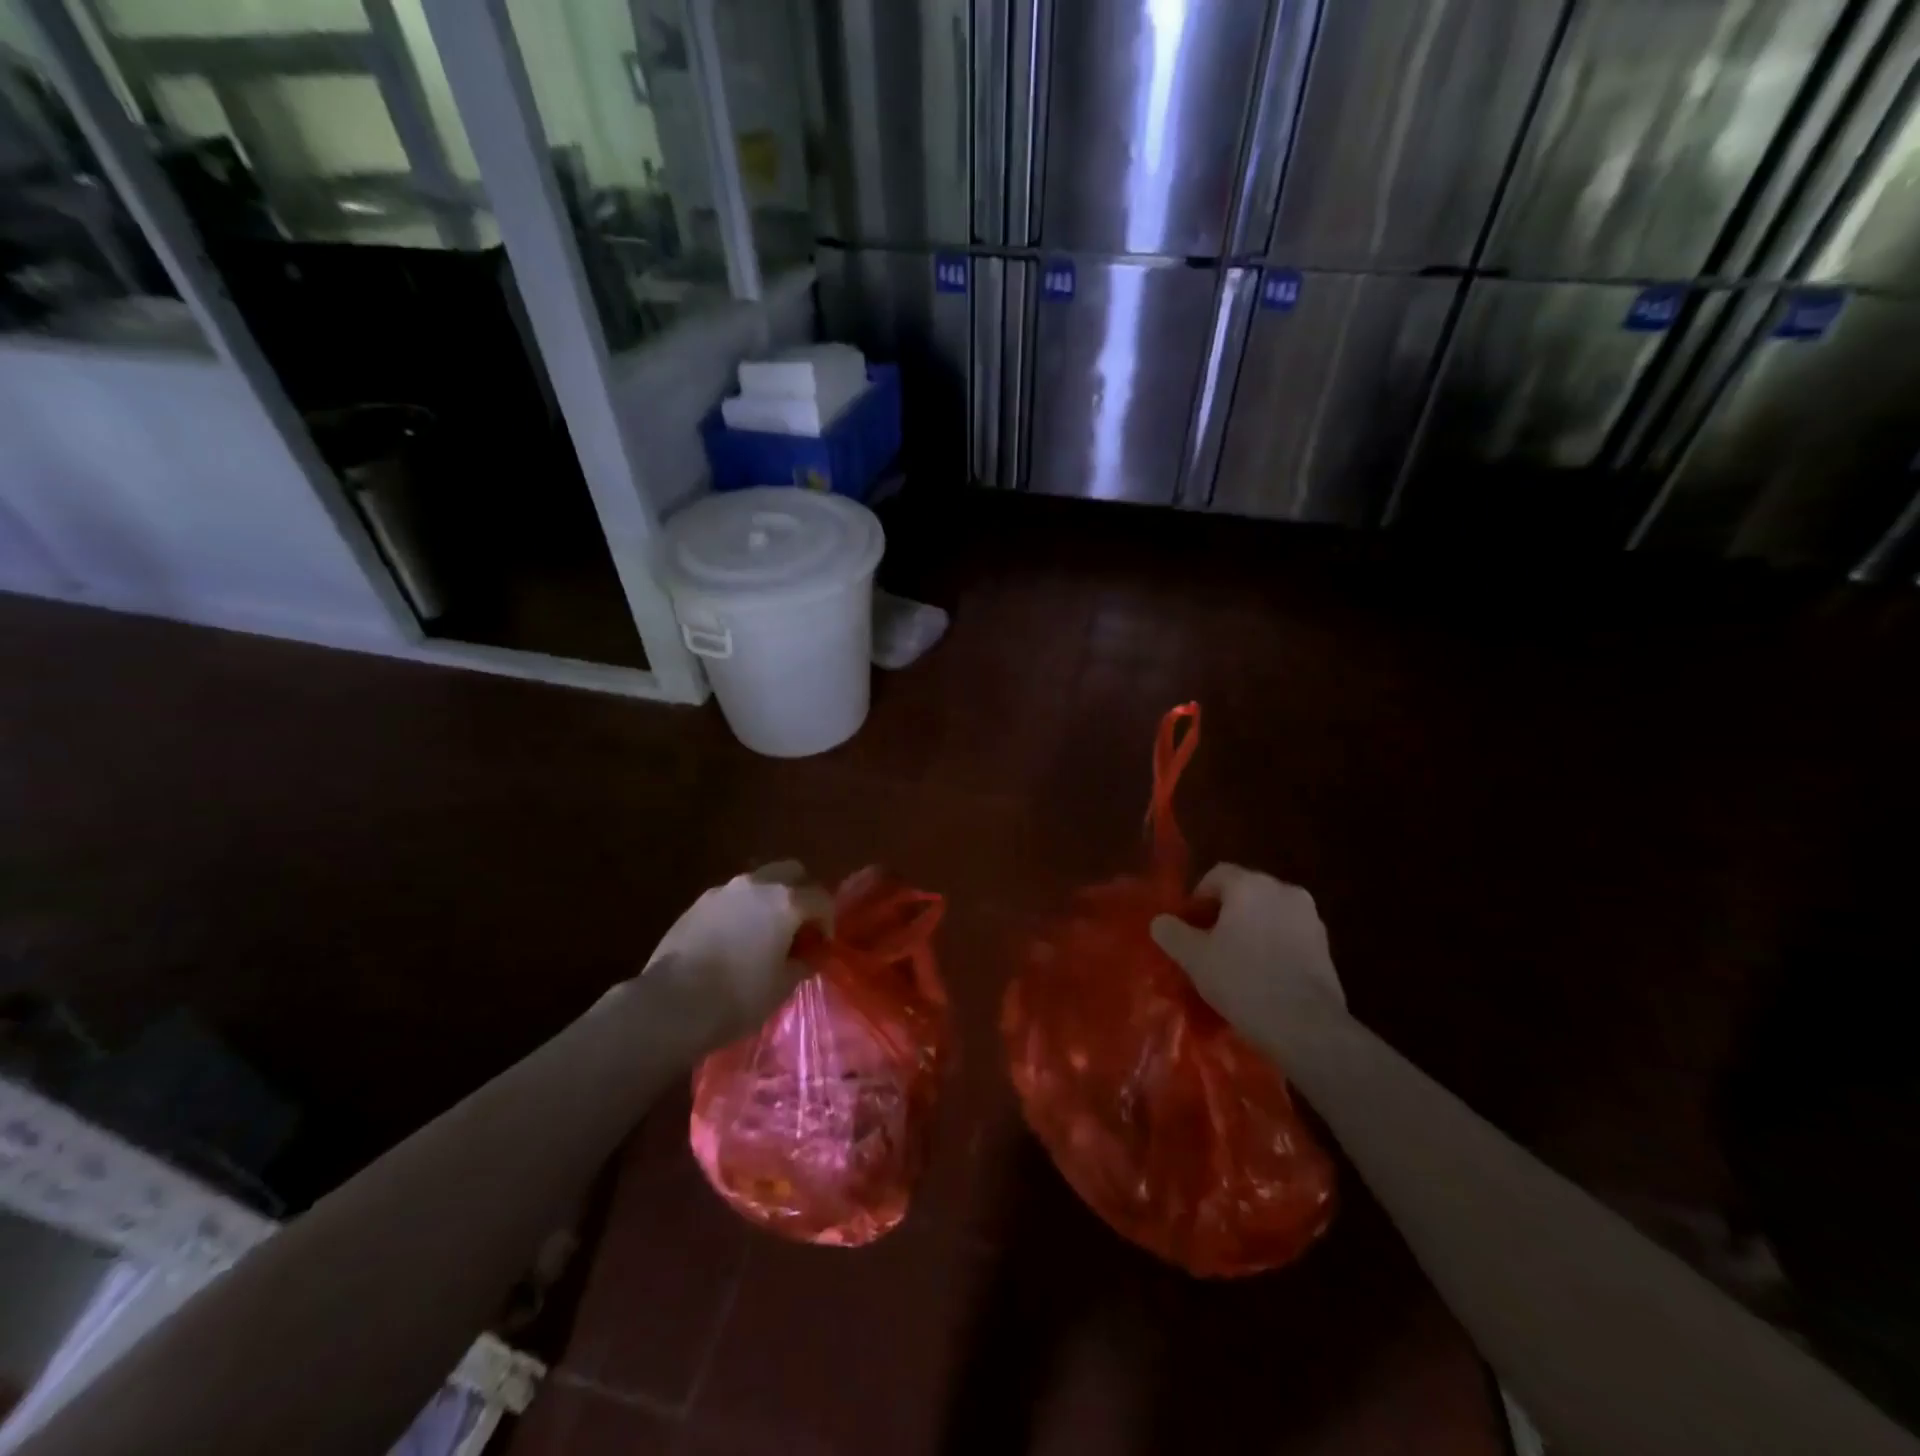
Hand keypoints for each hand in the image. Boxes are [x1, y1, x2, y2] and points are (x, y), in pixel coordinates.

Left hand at [640, 861, 832, 1050]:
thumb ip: (805, 962)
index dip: (827, 921)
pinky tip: (734, 938)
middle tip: (798, 925)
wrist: (672, 1003)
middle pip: (791, 872)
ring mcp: (724, 890)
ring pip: (759, 881)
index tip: (821, 945)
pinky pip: (732, 897)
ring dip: (769, 899)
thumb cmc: (738, 996)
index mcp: (786, 901)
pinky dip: (742, 909)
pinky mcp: (698, 902)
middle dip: (801, 892)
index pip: (821, 898)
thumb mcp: (783, 985)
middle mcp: (758, 884)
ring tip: (764, 932)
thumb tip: (813, 953)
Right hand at [1150, 864, 1346, 1037]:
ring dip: (1250, 929)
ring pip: (1268, 914)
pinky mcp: (1326, 946)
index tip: (1188, 927)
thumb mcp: (1193, 958)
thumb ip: (1171, 932)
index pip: (1216, 874)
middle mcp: (1284, 890)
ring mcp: (1310, 918)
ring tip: (1235, 963)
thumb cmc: (1243, 981)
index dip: (1197, 897)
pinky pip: (1288, 935)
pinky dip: (1273, 946)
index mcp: (1250, 885)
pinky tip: (1262, 976)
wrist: (1306, 1026)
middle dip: (1224, 913)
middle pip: (1244, 892)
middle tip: (1208, 945)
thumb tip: (1161, 921)